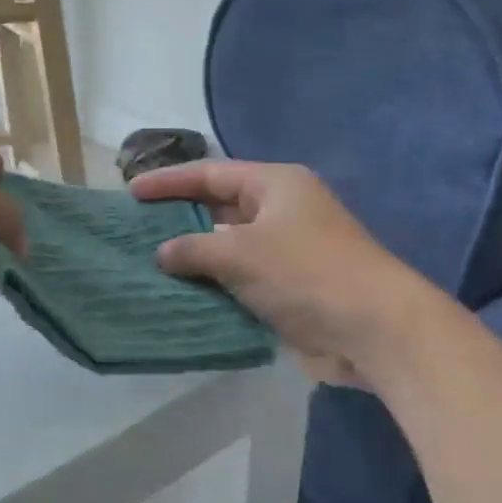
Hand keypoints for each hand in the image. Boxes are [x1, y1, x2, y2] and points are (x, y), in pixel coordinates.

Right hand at [130, 161, 439, 386]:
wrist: (370, 329)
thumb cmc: (306, 273)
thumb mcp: (241, 253)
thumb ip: (194, 248)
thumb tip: (162, 253)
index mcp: (275, 185)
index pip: (211, 173)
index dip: (169, 181)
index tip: (131, 192)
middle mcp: (280, 212)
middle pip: (218, 208)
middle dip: (178, 219)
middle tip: (135, 228)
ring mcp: (284, 252)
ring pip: (226, 247)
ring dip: (192, 257)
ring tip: (146, 263)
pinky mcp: (285, 288)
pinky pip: (237, 279)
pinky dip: (210, 285)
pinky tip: (178, 294)